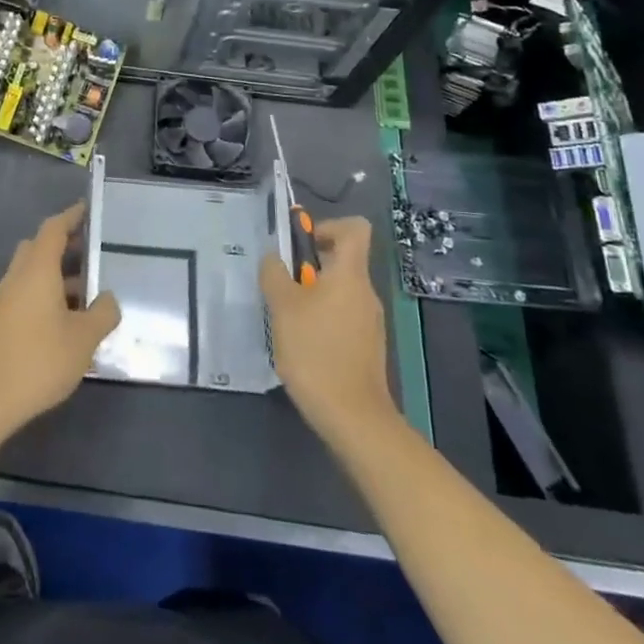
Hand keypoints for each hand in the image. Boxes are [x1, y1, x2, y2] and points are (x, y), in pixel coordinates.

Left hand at [0, 202, 120, 432]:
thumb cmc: (41, 358)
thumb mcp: (84, 338)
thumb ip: (103, 313)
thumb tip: (108, 298)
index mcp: (37, 269)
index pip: (53, 229)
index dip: (71, 216)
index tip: (88, 210)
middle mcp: (18, 276)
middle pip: (40, 247)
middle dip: (65, 245)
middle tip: (92, 252)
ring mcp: (6, 298)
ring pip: (33, 272)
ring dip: (58, 274)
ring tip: (89, 291)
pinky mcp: (1, 319)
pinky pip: (27, 292)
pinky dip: (47, 293)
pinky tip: (68, 319)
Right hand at [259, 215, 397, 444]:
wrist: (353, 417)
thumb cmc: (316, 352)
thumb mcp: (283, 307)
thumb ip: (275, 274)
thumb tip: (274, 258)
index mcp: (350, 275)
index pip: (355, 228)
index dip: (327, 226)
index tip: (300, 245)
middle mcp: (366, 293)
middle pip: (341, 260)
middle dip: (308, 266)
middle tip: (279, 285)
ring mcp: (369, 321)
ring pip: (338, 291)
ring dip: (311, 295)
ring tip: (284, 317)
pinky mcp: (366, 346)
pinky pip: (341, 316)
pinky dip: (320, 319)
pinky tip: (300, 343)